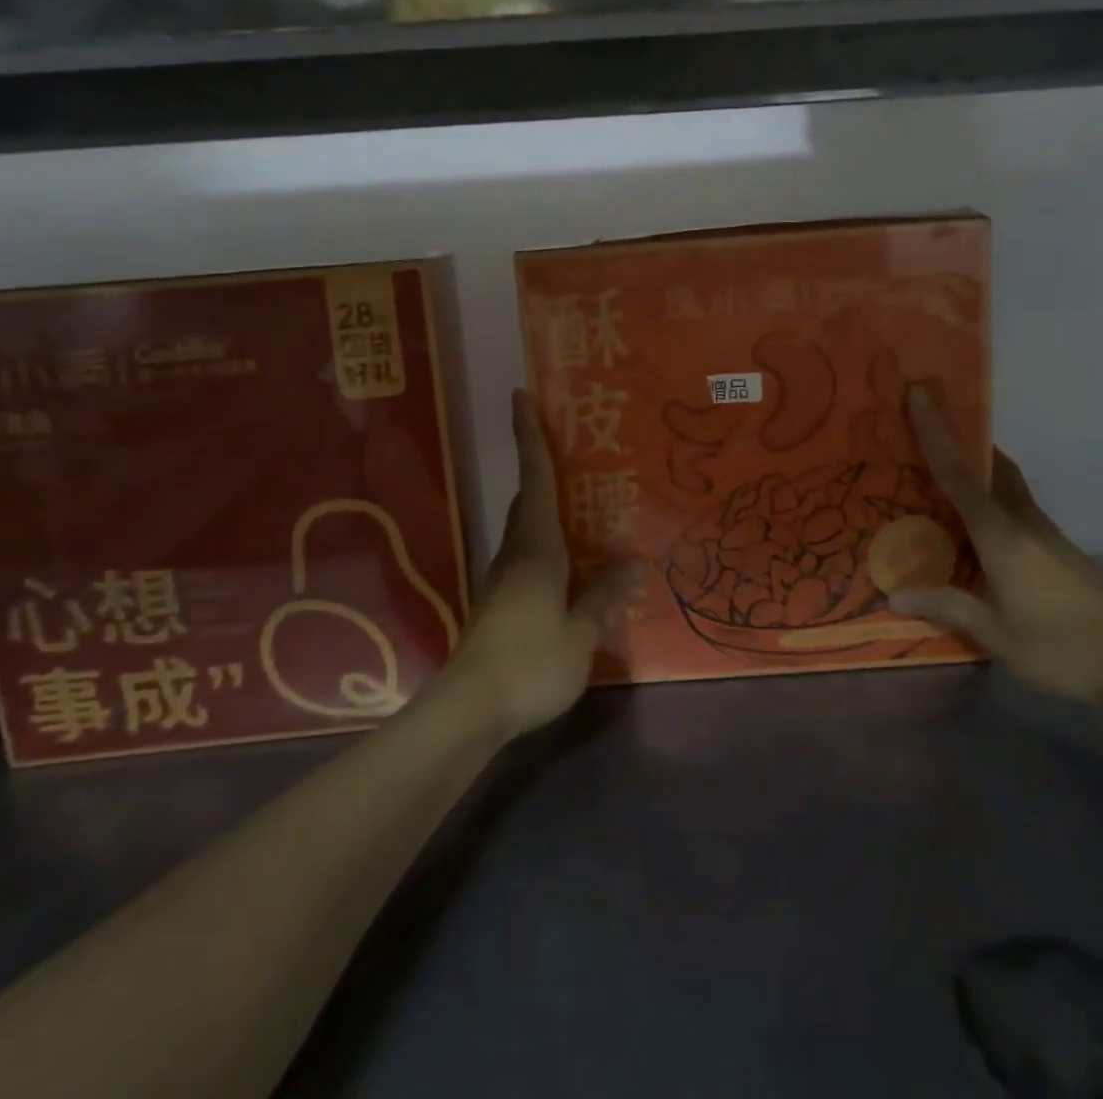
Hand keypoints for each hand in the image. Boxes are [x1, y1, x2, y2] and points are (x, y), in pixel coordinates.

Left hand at [445, 389, 641, 738]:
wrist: (471, 708)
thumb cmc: (530, 661)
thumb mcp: (580, 632)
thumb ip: (604, 596)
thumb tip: (632, 566)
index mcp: (537, 547)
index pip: (535, 478)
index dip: (529, 435)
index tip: (519, 396)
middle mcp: (517, 552)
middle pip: (528, 497)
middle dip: (540, 464)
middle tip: (567, 443)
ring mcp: (504, 577)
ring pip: (527, 526)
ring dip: (545, 504)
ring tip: (580, 499)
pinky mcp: (501, 601)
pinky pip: (529, 554)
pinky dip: (548, 541)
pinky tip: (570, 560)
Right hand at [889, 386, 1102, 704]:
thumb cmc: (1063, 646)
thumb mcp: (997, 635)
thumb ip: (947, 608)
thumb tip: (895, 596)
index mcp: (1001, 534)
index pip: (960, 473)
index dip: (937, 432)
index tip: (919, 393)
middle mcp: (1023, 522)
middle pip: (990, 465)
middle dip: (960, 438)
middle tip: (924, 426)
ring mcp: (1045, 533)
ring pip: (1005, 484)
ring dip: (975, 467)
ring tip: (938, 475)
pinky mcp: (1057, 550)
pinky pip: (1014, 507)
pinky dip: (988, 498)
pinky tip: (974, 528)